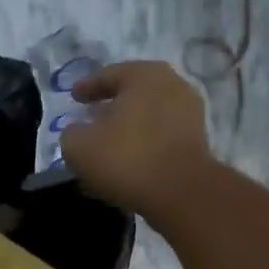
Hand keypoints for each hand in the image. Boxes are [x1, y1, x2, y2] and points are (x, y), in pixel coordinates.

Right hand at [61, 61, 212, 217]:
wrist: (181, 192)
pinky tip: (127, 163)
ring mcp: (189, 113)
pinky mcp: (197, 141)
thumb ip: (72, 134)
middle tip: (91, 118)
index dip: (87, 87)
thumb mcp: (79, 147)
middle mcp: (172, 85)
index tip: (74, 97)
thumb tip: (79, 132)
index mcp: (144, 75)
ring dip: (126, 129)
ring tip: (107, 146)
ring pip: (147, 117)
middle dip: (110, 107)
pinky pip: (160, 137)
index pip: (108, 75)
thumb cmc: (127, 159)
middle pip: (132, 94)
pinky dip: (142, 145)